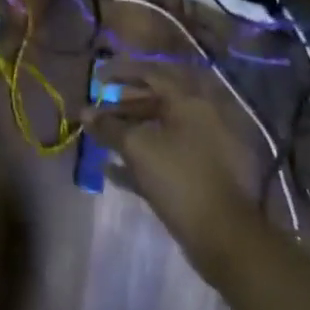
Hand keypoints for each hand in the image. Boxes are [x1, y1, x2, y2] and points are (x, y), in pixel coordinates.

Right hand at [83, 62, 267, 285]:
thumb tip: (85, 112)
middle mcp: (199, 117)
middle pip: (155, 101)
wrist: (225, 237)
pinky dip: (142, 158)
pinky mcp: (200, 175)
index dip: (121, 72)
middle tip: (97, 109)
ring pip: (159, 130)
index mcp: (190, 101)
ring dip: (130, 131)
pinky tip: (113, 170)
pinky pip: (166, 156)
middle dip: (123, 104)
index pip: (151, 74)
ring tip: (101, 138)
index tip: (97, 77)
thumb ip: (109, 127)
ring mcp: (203, 147)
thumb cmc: (180, 178)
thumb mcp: (138, 148)